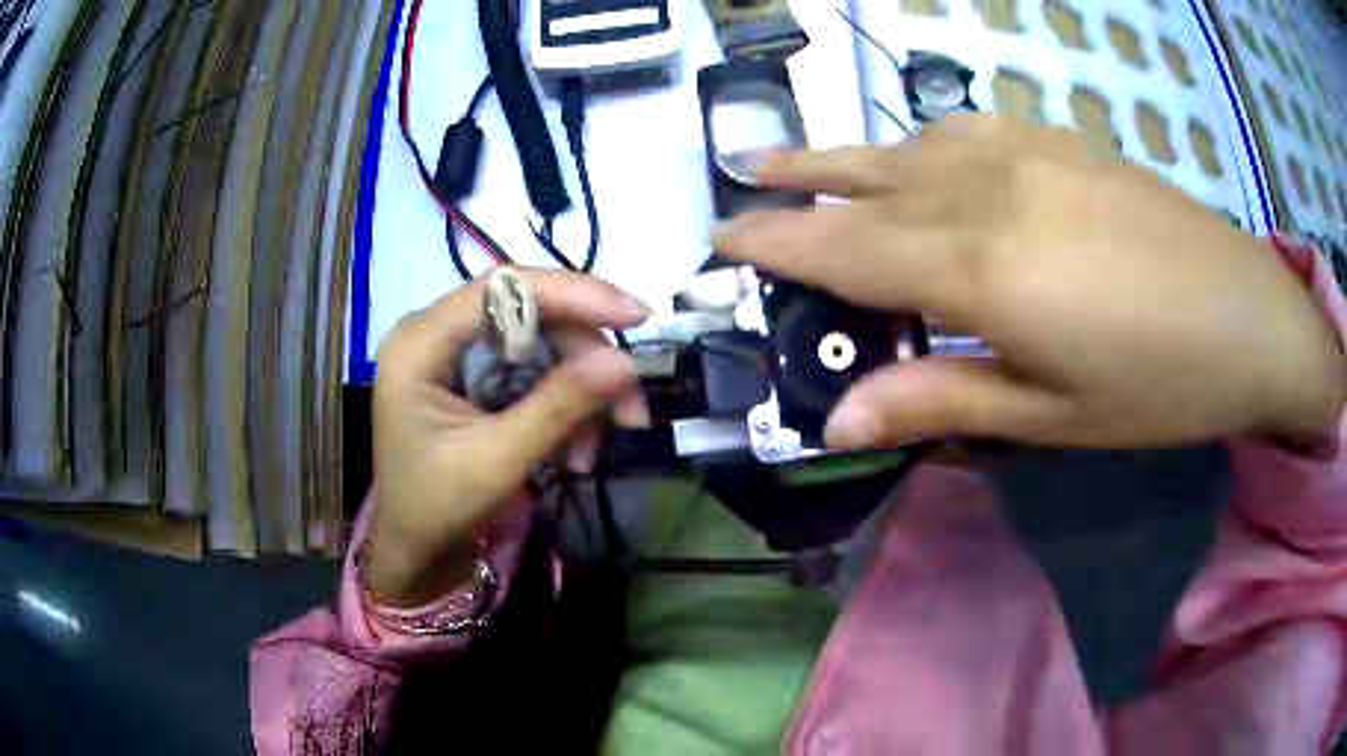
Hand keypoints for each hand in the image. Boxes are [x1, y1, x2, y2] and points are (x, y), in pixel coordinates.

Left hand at [367, 270, 647, 606]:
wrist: (414, 549)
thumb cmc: (436, 508)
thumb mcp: (497, 460)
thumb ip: (558, 407)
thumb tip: (626, 363)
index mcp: (420, 342)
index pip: (503, 288)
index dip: (574, 293)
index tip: (635, 317)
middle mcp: (436, 332)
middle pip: (529, 314)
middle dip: (586, 358)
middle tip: (630, 407)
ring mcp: (456, 352)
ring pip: (540, 343)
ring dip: (581, 390)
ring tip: (596, 450)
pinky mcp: (474, 375)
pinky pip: (534, 370)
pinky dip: (565, 405)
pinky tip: (577, 451)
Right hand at [714, 115, 1344, 450]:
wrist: (1252, 319)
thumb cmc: (1160, 385)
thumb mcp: (1052, 417)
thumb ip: (942, 401)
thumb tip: (839, 420)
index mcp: (981, 266)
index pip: (845, 246)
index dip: (777, 242)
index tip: (723, 239)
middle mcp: (988, 188)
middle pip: (867, 180)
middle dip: (797, 184)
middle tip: (742, 183)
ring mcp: (1027, 151)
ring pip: (910, 144)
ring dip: (852, 156)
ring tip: (808, 163)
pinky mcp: (1060, 140)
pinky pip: (964, 129)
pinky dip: (919, 142)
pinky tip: (918, 155)